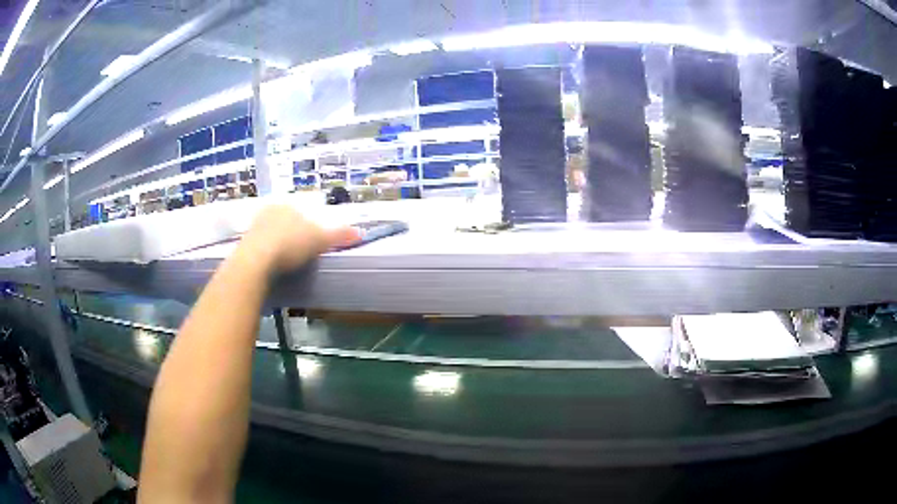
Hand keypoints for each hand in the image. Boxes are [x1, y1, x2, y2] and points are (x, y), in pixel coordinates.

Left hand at [237, 205, 359, 275]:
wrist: (256, 261)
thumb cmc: (291, 244)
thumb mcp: (320, 240)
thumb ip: (339, 235)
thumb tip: (360, 232)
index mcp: (289, 204)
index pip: (303, 212)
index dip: (310, 226)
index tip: (313, 243)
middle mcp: (270, 209)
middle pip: (286, 221)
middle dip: (292, 233)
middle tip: (300, 252)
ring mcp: (255, 225)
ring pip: (272, 232)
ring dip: (278, 244)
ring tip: (286, 261)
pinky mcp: (245, 242)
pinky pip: (260, 246)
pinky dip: (267, 254)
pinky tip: (272, 265)